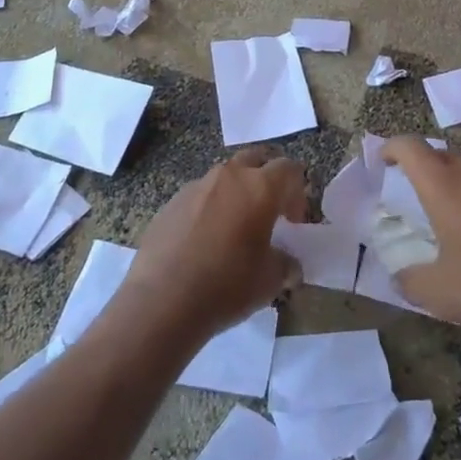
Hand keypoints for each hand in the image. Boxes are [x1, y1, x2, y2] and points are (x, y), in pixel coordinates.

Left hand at [117, 148, 309, 347]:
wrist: (163, 300)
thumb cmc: (227, 285)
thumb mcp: (271, 281)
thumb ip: (286, 263)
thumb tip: (288, 265)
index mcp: (260, 187)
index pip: (289, 169)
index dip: (297, 192)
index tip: (293, 223)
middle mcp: (229, 176)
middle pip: (256, 159)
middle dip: (267, 179)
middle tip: (268, 212)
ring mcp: (196, 186)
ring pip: (225, 177)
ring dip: (236, 193)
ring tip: (234, 229)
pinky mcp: (171, 202)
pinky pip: (200, 196)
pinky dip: (209, 209)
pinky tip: (203, 242)